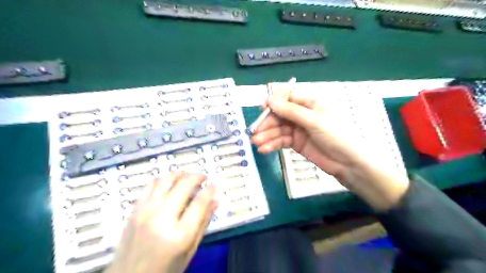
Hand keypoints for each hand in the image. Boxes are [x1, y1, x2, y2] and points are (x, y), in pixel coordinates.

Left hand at [109, 173, 220, 272]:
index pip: (199, 203)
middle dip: (197, 177)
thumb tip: (215, 201)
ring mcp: (145, 212)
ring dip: (180, 174)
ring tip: (188, 176)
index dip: (210, 190)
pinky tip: (170, 183)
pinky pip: (150, 185)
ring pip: (165, 180)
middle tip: (203, 178)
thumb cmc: (165, 269)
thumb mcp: (190, 251)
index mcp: (179, 234)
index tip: (214, 185)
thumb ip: (203, 224)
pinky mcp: (135, 210)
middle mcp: (161, 219)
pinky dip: (163, 180)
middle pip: (183, 186)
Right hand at [253, 91, 406, 210]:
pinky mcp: (296, 142)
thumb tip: (270, 100)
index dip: (273, 103)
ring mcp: (299, 129)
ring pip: (278, 130)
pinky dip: (272, 144)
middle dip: (267, 124)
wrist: (348, 163)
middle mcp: (302, 114)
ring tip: (257, 144)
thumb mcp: (314, 120)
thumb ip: (291, 111)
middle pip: (280, 115)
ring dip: (267, 136)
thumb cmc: (336, 135)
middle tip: (254, 133)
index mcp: (310, 102)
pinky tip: (264, 149)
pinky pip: (281, 141)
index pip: (287, 98)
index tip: (261, 109)